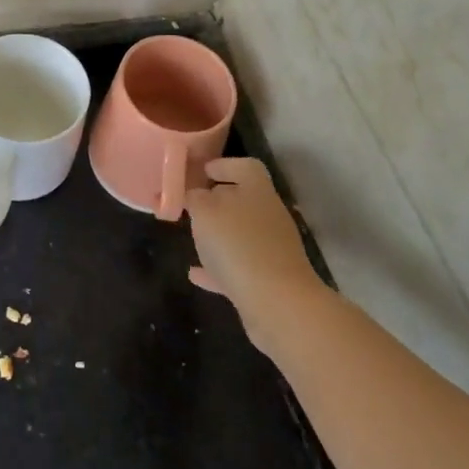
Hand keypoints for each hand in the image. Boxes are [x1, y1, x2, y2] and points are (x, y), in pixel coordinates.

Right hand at [183, 158, 324, 350]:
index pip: (245, 166)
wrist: (277, 303)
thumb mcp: (204, 212)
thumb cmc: (237, 245)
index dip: (223, 165)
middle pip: (244, 199)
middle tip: (191, 206)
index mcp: (257, 190)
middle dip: (217, 201)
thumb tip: (194, 194)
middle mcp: (269, 214)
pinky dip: (218, 267)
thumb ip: (195, 198)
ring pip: (241, 234)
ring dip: (218, 235)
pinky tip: (195, 274)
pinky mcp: (269, 279)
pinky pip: (239, 266)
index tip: (201, 172)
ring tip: (192, 238)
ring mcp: (272, 248)